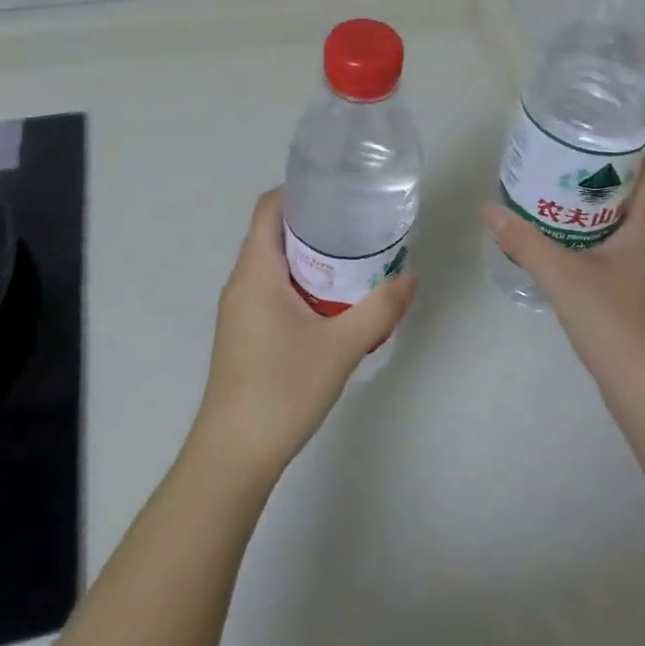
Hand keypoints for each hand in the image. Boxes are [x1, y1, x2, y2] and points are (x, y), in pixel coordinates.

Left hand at [192, 188, 415, 483]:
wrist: (234, 454)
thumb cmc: (282, 389)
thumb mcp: (341, 347)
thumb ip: (379, 310)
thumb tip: (410, 278)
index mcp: (256, 272)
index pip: (268, 208)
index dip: (298, 191)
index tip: (337, 191)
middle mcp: (241, 282)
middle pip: (272, 233)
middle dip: (312, 224)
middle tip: (356, 224)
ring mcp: (239, 310)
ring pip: (272, 265)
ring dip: (307, 256)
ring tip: (351, 259)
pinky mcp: (243, 333)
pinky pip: (270, 289)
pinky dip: (299, 283)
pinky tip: (330, 302)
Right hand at [481, 145, 644, 405]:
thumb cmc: (621, 326)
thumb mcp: (564, 278)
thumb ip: (524, 241)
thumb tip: (488, 209)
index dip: (620, 135)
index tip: (581, 123)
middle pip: (630, 182)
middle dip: (592, 164)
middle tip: (550, 151)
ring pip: (620, 213)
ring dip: (587, 198)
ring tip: (545, 183)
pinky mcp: (639, 283)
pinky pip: (613, 239)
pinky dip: (587, 227)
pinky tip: (554, 231)